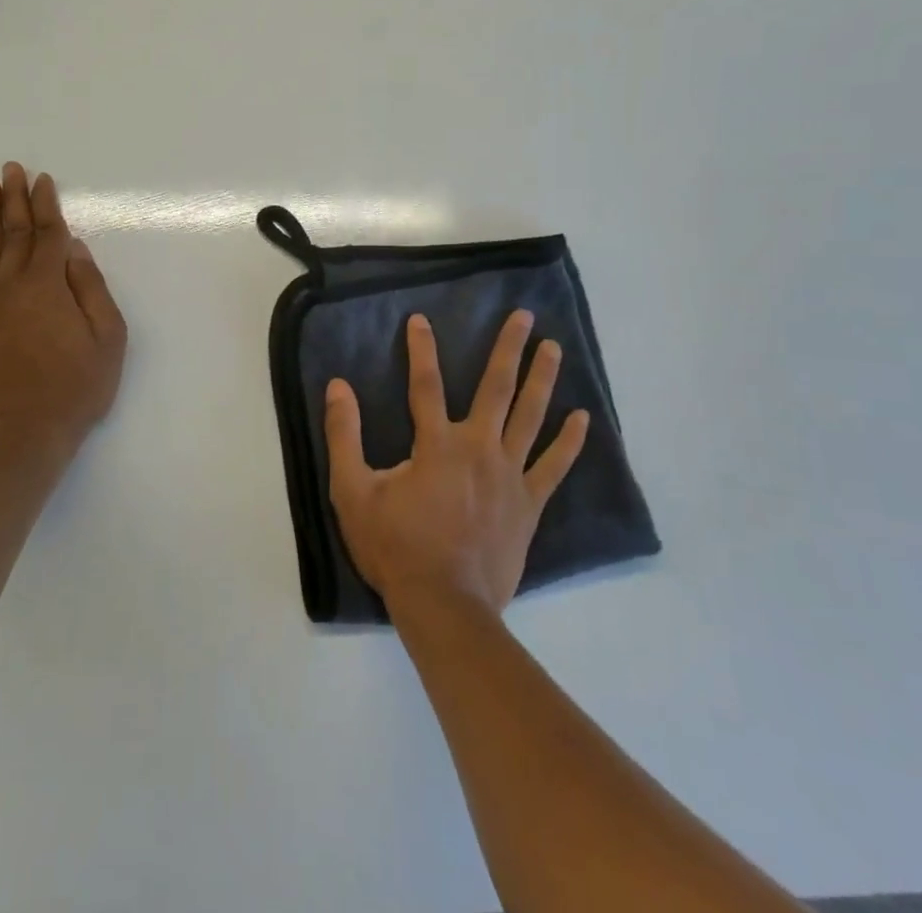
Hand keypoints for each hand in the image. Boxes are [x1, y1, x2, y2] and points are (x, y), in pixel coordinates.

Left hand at [0, 162, 127, 451]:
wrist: (20, 435)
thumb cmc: (75, 387)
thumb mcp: (107, 338)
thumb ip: (91, 288)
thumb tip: (75, 249)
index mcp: (49, 284)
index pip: (48, 233)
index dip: (46, 204)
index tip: (42, 179)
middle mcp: (11, 284)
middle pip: (13, 231)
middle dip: (15, 197)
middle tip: (11, 169)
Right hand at [325, 310, 587, 616]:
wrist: (444, 606)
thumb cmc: (395, 548)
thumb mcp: (353, 492)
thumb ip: (344, 436)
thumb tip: (338, 387)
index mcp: (436, 444)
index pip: (425, 383)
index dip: (421, 349)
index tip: (420, 319)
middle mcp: (478, 448)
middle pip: (496, 388)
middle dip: (508, 348)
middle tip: (524, 316)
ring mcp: (509, 475)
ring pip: (530, 416)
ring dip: (542, 379)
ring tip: (554, 348)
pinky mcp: (529, 504)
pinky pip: (554, 466)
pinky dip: (569, 441)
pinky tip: (582, 418)